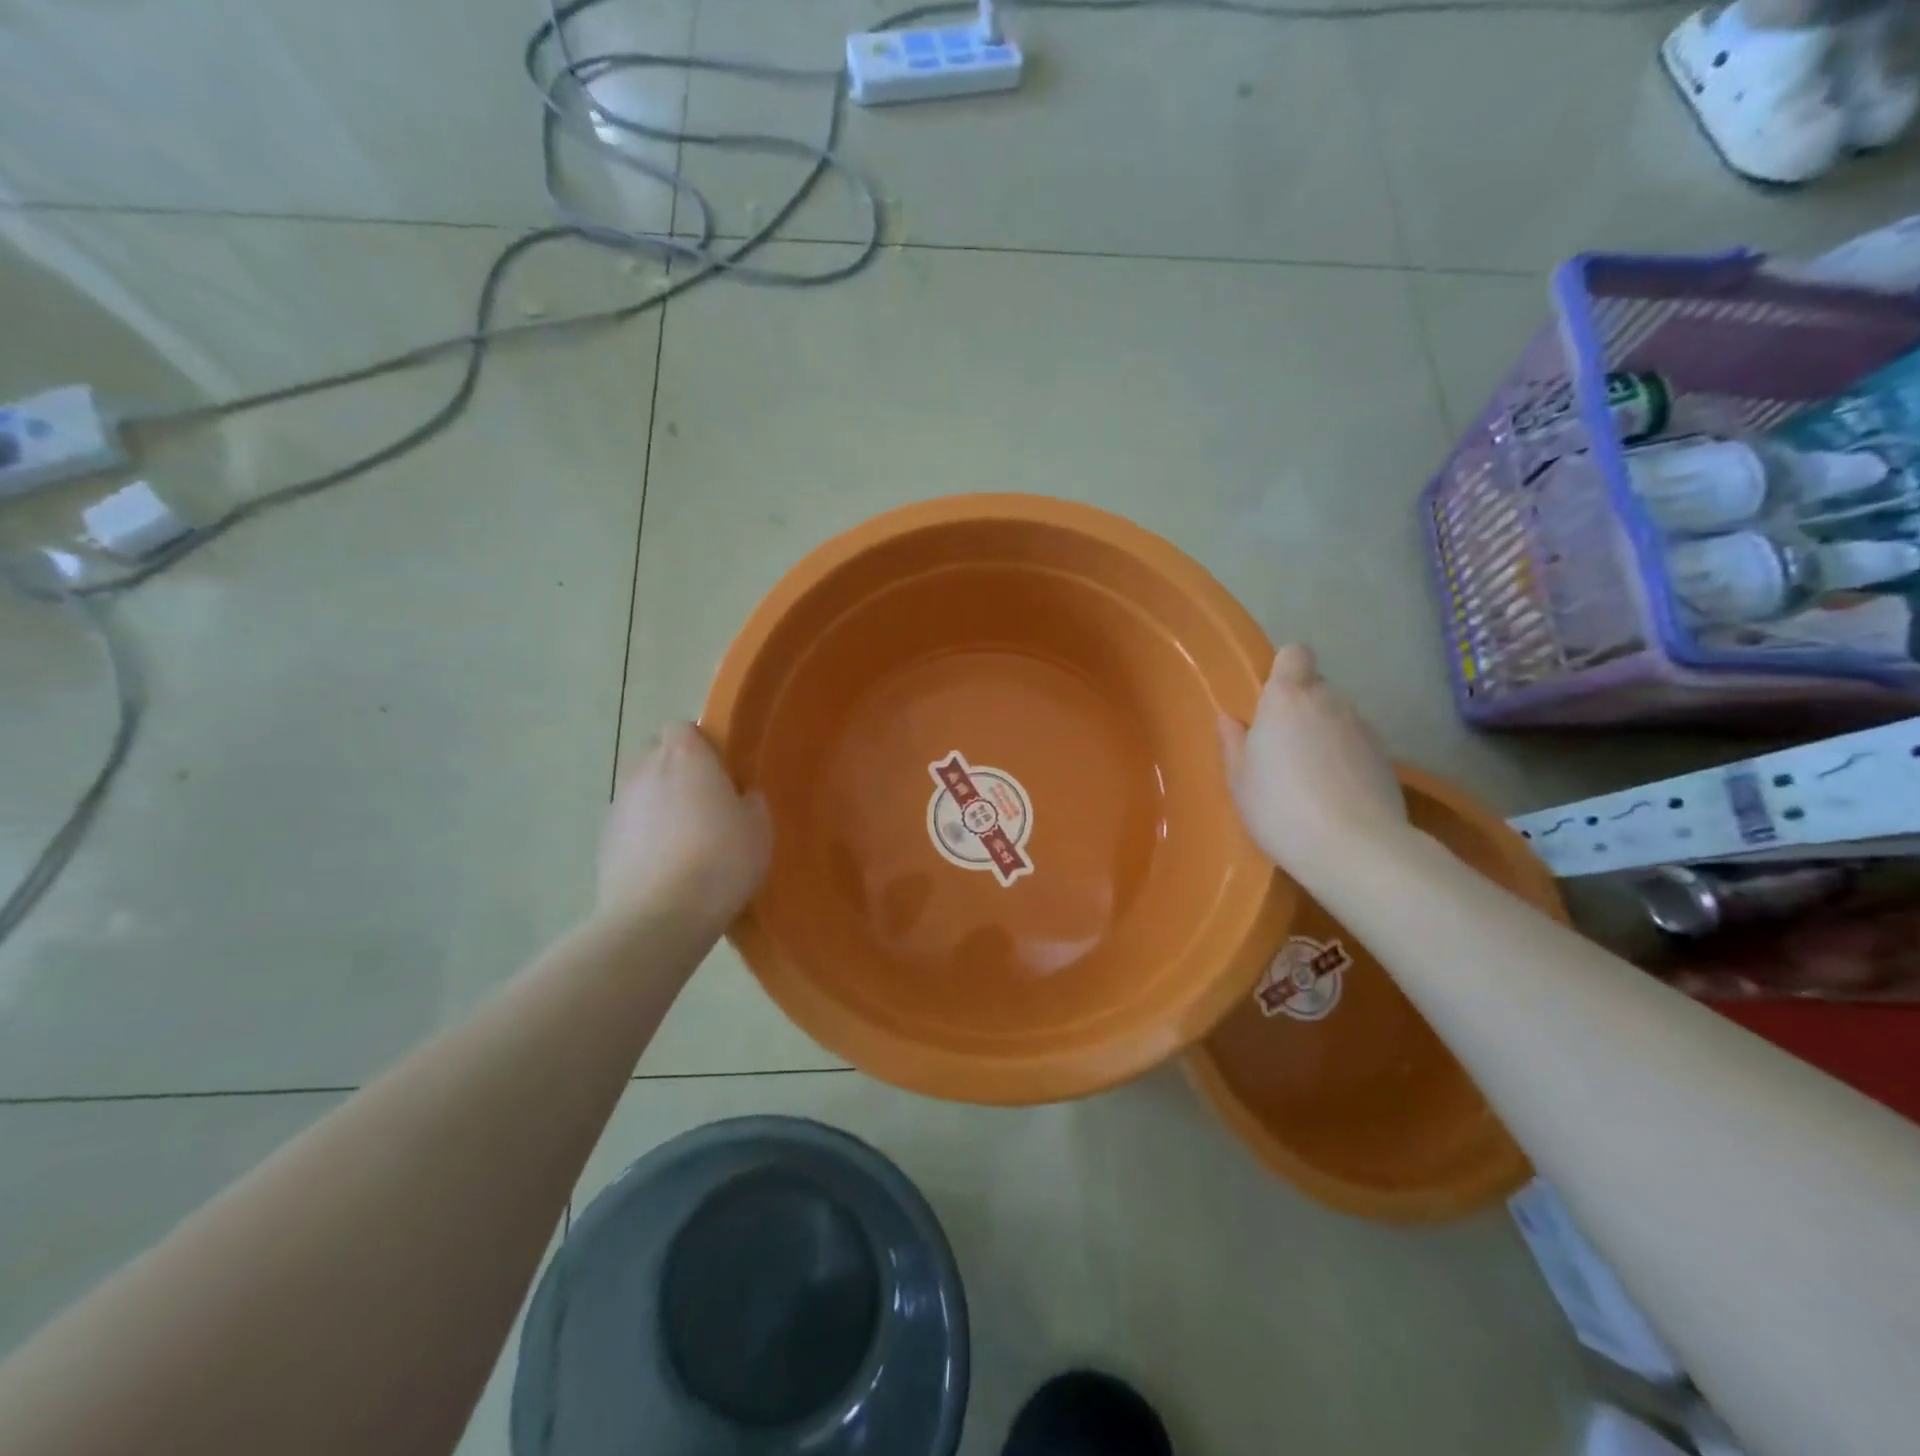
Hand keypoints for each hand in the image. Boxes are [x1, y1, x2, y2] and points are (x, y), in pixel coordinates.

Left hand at [597, 722, 771, 930]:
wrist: (659, 915)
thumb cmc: (720, 860)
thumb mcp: (758, 829)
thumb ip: (749, 802)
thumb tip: (740, 798)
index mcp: (686, 755)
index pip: (682, 728)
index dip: (700, 745)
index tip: (720, 772)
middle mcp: (645, 769)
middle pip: (656, 755)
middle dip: (676, 771)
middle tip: (704, 803)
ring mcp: (618, 804)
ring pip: (640, 791)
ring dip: (658, 804)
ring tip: (683, 840)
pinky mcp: (603, 840)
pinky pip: (628, 825)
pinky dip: (642, 836)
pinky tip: (662, 866)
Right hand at [1218, 644, 1407, 872]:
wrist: (1354, 848)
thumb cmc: (1280, 807)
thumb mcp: (1240, 780)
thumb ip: (1234, 743)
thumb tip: (1230, 719)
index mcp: (1287, 699)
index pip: (1295, 654)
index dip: (1284, 669)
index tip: (1270, 699)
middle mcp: (1329, 702)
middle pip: (1316, 688)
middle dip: (1300, 708)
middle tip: (1281, 748)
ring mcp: (1363, 728)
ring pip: (1338, 717)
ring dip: (1324, 734)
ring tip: (1309, 777)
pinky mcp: (1386, 758)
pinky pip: (1356, 745)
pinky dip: (1345, 759)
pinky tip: (1334, 794)